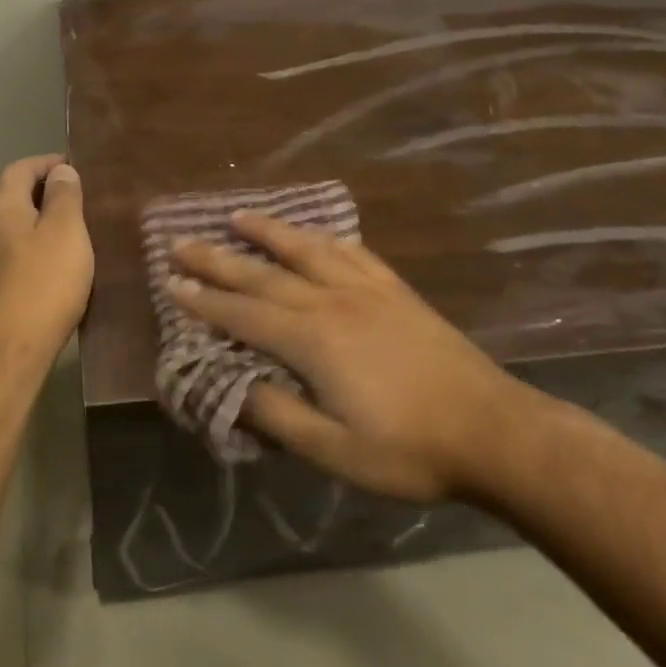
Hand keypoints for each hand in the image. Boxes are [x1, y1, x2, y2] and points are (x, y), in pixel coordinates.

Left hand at [0, 155, 94, 361]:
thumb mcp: (66, 231)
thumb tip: (61, 171)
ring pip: (11, 228)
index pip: (20, 169)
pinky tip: (54, 263)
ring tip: (70, 229)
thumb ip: (64, 196)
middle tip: (75, 197)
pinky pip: (13, 254)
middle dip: (41, 191)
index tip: (75, 167)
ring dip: (37, 221)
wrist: (12, 348)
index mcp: (1, 207)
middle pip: (11, 196)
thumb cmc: (45, 282)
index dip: (47, 163)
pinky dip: (33, 248)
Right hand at [169, 212, 536, 503]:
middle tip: (182, 242)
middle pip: (264, 273)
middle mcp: (333, 301)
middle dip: (218, 259)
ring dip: (268, 231)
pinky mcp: (395, 290)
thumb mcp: (334, 451)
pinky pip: (351, 251)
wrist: (493, 431)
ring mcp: (367, 290)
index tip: (172, 284)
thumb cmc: (409, 450)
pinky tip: (314, 234)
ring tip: (237, 216)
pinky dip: (324, 238)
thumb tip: (231, 386)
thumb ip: (277, 415)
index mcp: (313, 340)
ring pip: (306, 249)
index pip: (244, 313)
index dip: (205, 300)